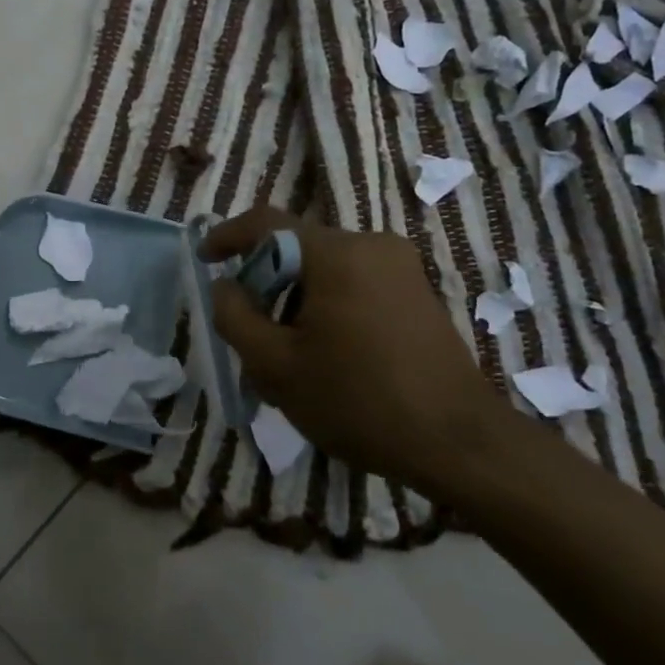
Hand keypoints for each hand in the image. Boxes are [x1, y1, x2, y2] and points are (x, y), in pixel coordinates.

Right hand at [203, 208, 518, 500]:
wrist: (458, 442)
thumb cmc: (359, 402)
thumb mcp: (277, 368)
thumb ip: (236, 318)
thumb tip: (225, 286)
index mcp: (336, 254)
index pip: (267, 222)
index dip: (228, 235)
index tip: (205, 258)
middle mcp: (371, 245)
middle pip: (298, 249)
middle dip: (266, 285)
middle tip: (250, 333)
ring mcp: (401, 267)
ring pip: (327, 270)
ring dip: (297, 301)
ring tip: (290, 357)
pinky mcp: (418, 291)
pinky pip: (356, 284)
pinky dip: (329, 306)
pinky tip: (329, 356)